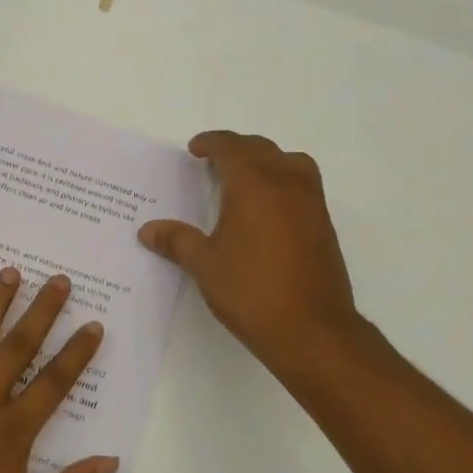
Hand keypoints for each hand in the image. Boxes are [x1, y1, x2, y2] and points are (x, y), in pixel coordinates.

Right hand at [139, 131, 392, 386]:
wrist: (312, 329)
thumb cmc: (251, 291)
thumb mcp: (204, 265)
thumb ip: (176, 241)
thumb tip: (148, 230)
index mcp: (253, 185)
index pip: (231, 148)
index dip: (211, 143)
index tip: (195, 149)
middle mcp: (286, 184)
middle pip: (262, 149)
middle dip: (236, 148)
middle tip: (213, 162)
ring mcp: (311, 204)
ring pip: (290, 162)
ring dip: (266, 160)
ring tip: (246, 179)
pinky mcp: (324, 225)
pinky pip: (303, 185)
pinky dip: (284, 181)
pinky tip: (268, 211)